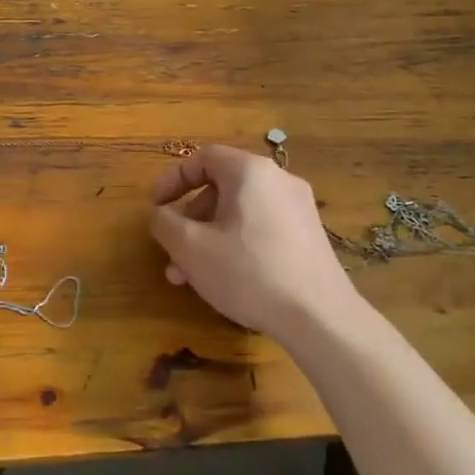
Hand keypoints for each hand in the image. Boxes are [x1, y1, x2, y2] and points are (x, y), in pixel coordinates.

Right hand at [150, 144, 361, 341]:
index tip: (155, 206)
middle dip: (190, 219)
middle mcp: (278, 180)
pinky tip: (225, 279)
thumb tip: (162, 214)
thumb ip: (165, 223)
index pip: (204, 158)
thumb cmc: (248, 272)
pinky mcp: (309, 235)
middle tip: (172, 252)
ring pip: (240, 213)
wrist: (319, 316)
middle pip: (222, 188)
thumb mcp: (191, 248)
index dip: (173, 179)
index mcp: (250, 172)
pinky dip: (236, 243)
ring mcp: (299, 208)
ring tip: (190, 276)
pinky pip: (261, 227)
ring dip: (209, 237)